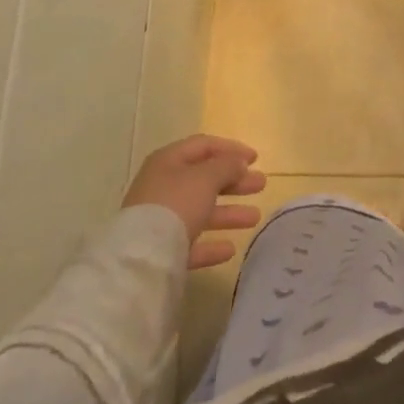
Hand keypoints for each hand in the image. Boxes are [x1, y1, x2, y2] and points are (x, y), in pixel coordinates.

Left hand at [124, 135, 266, 269]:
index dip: (231, 149)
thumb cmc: (176, 204)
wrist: (141, 257)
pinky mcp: (162, 250)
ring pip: (201, 211)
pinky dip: (211, 244)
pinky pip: (192, 243)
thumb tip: (239, 162)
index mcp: (169, 161)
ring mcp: (161, 220)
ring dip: (229, 213)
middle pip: (205, 179)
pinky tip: (230, 249)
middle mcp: (163, 187)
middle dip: (235, 181)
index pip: (204, 146)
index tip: (256, 158)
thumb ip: (226, 166)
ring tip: (255, 217)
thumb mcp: (206, 177)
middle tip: (261, 184)